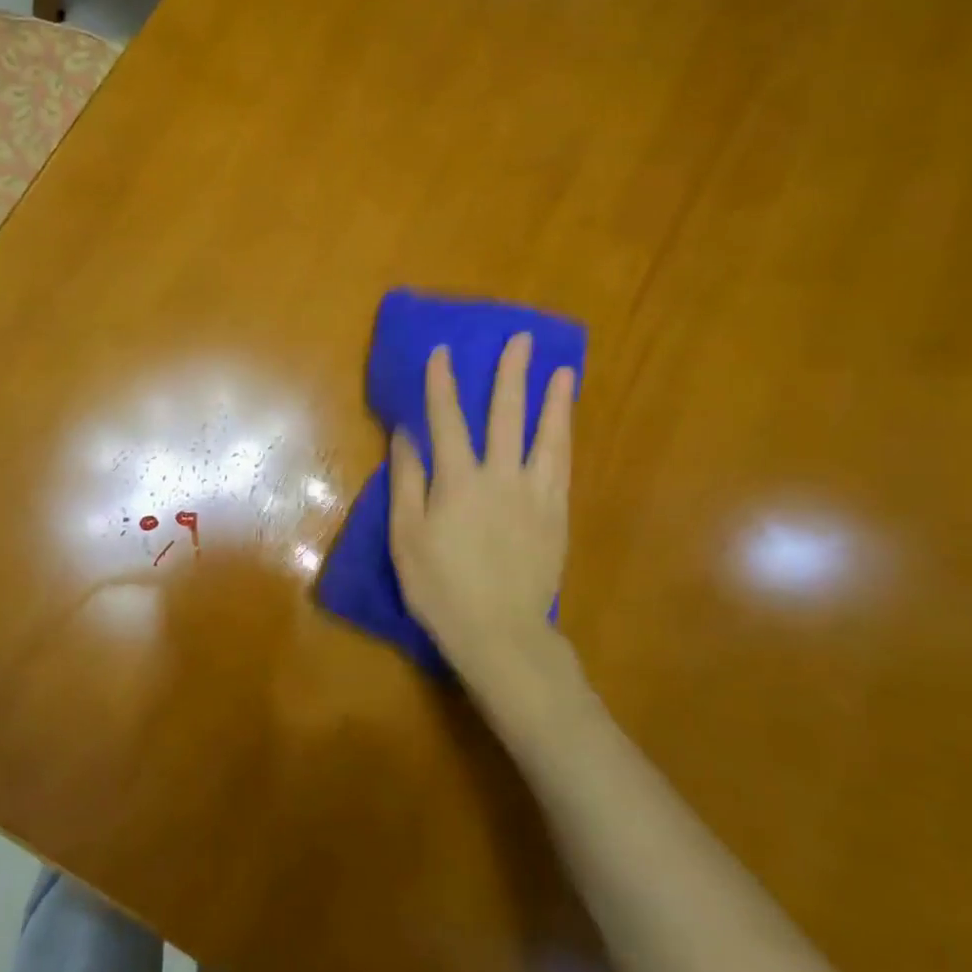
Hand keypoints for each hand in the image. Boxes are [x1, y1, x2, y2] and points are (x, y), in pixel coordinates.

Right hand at [389, 335, 579, 680]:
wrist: (500, 632)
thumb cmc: (440, 586)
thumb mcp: (406, 536)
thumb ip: (408, 481)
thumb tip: (406, 435)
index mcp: (459, 481)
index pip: (448, 420)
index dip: (443, 384)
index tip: (443, 351)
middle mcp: (501, 477)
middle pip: (507, 416)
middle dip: (511, 374)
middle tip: (522, 340)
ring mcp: (535, 495)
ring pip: (548, 437)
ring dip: (554, 401)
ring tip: (563, 372)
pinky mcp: (556, 516)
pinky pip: (562, 467)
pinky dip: (563, 439)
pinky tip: (565, 428)